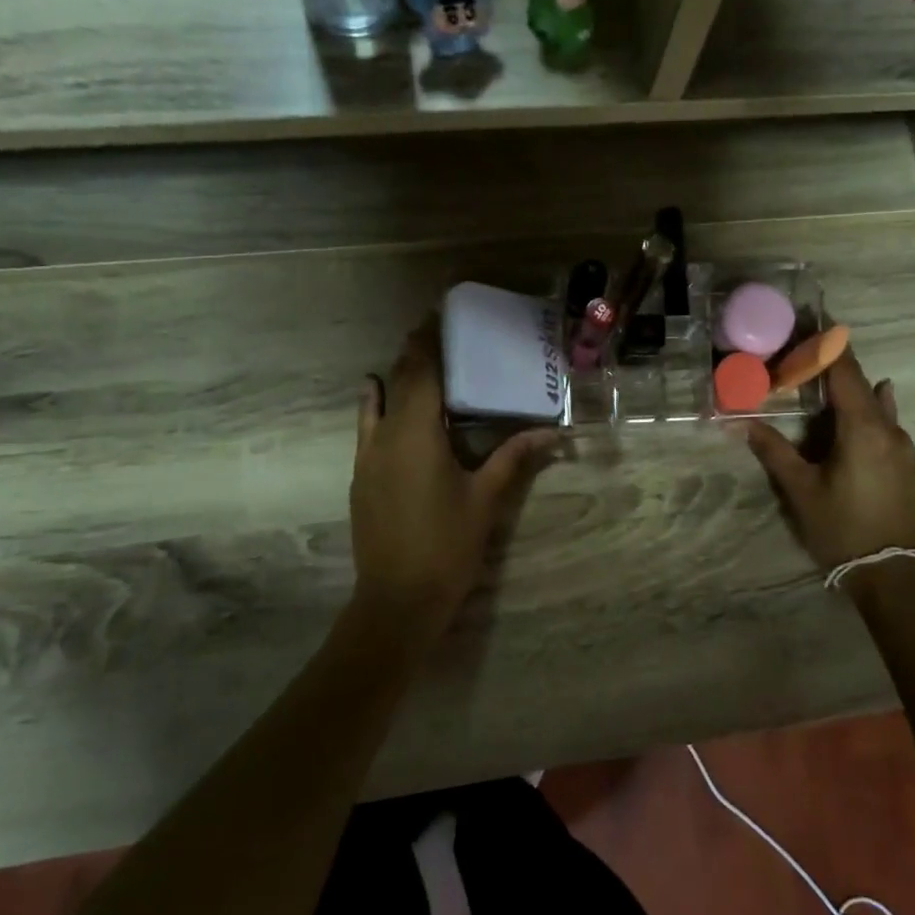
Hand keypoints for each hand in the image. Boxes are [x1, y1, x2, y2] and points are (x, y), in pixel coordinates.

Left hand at [350, 317, 554, 624]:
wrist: (397, 599)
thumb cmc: (447, 545)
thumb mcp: (486, 499)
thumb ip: (514, 458)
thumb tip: (553, 433)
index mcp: (417, 433)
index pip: (421, 372)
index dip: (428, 341)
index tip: (438, 315)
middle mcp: (386, 436)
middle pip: (398, 381)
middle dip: (414, 353)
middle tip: (434, 331)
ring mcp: (368, 457)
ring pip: (378, 402)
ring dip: (394, 377)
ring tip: (412, 359)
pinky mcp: (361, 478)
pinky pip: (367, 428)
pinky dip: (375, 405)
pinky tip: (377, 396)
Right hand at [743, 347, 914, 580]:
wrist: (891, 572)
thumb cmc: (841, 529)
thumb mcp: (801, 490)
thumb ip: (774, 451)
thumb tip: (742, 422)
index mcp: (863, 429)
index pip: (844, 372)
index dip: (827, 344)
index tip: (813, 319)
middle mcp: (889, 428)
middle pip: (861, 382)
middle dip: (834, 362)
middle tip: (806, 346)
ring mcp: (903, 446)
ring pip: (876, 402)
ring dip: (851, 386)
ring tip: (825, 376)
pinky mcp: (906, 463)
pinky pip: (886, 421)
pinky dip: (868, 406)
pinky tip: (870, 400)